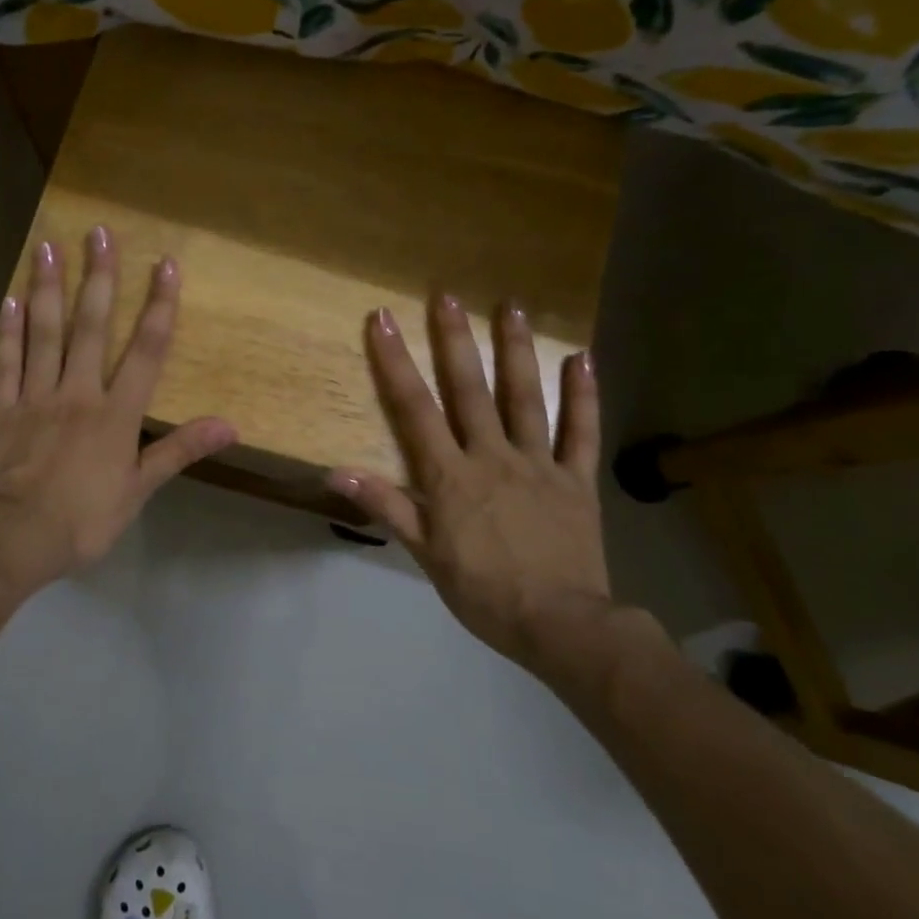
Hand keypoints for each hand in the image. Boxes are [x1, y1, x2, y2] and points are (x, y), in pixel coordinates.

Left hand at [0, 226, 235, 598]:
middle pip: (92, 326)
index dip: (159, 306)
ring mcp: (36, 397)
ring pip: (44, 333)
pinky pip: (7, 363)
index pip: (146, 351)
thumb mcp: (139, 490)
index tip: (166, 265)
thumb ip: (179, 450)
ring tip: (48, 246)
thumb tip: (229, 426)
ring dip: (48, 288)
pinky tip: (9, 298)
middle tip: (100, 231)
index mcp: (116, 413)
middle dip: (100, 277)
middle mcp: (78, 392)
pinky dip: (8, 330)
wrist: (15, 537)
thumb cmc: (84, 519)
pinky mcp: (2, 409)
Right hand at [328, 295, 632, 672]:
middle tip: (446, 294)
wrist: (559, 624)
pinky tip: (584, 359)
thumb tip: (335, 472)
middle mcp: (492, 456)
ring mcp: (539, 464)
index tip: (381, 320)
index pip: (415, 408)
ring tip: (513, 306)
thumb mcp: (424, 553)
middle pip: (470, 389)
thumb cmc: (481, 590)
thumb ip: (385, 505)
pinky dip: (583, 396)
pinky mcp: (577, 480)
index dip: (395, 362)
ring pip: (525, 398)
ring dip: (517, 350)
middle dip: (454, 340)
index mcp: (450, 475)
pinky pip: (581, 433)